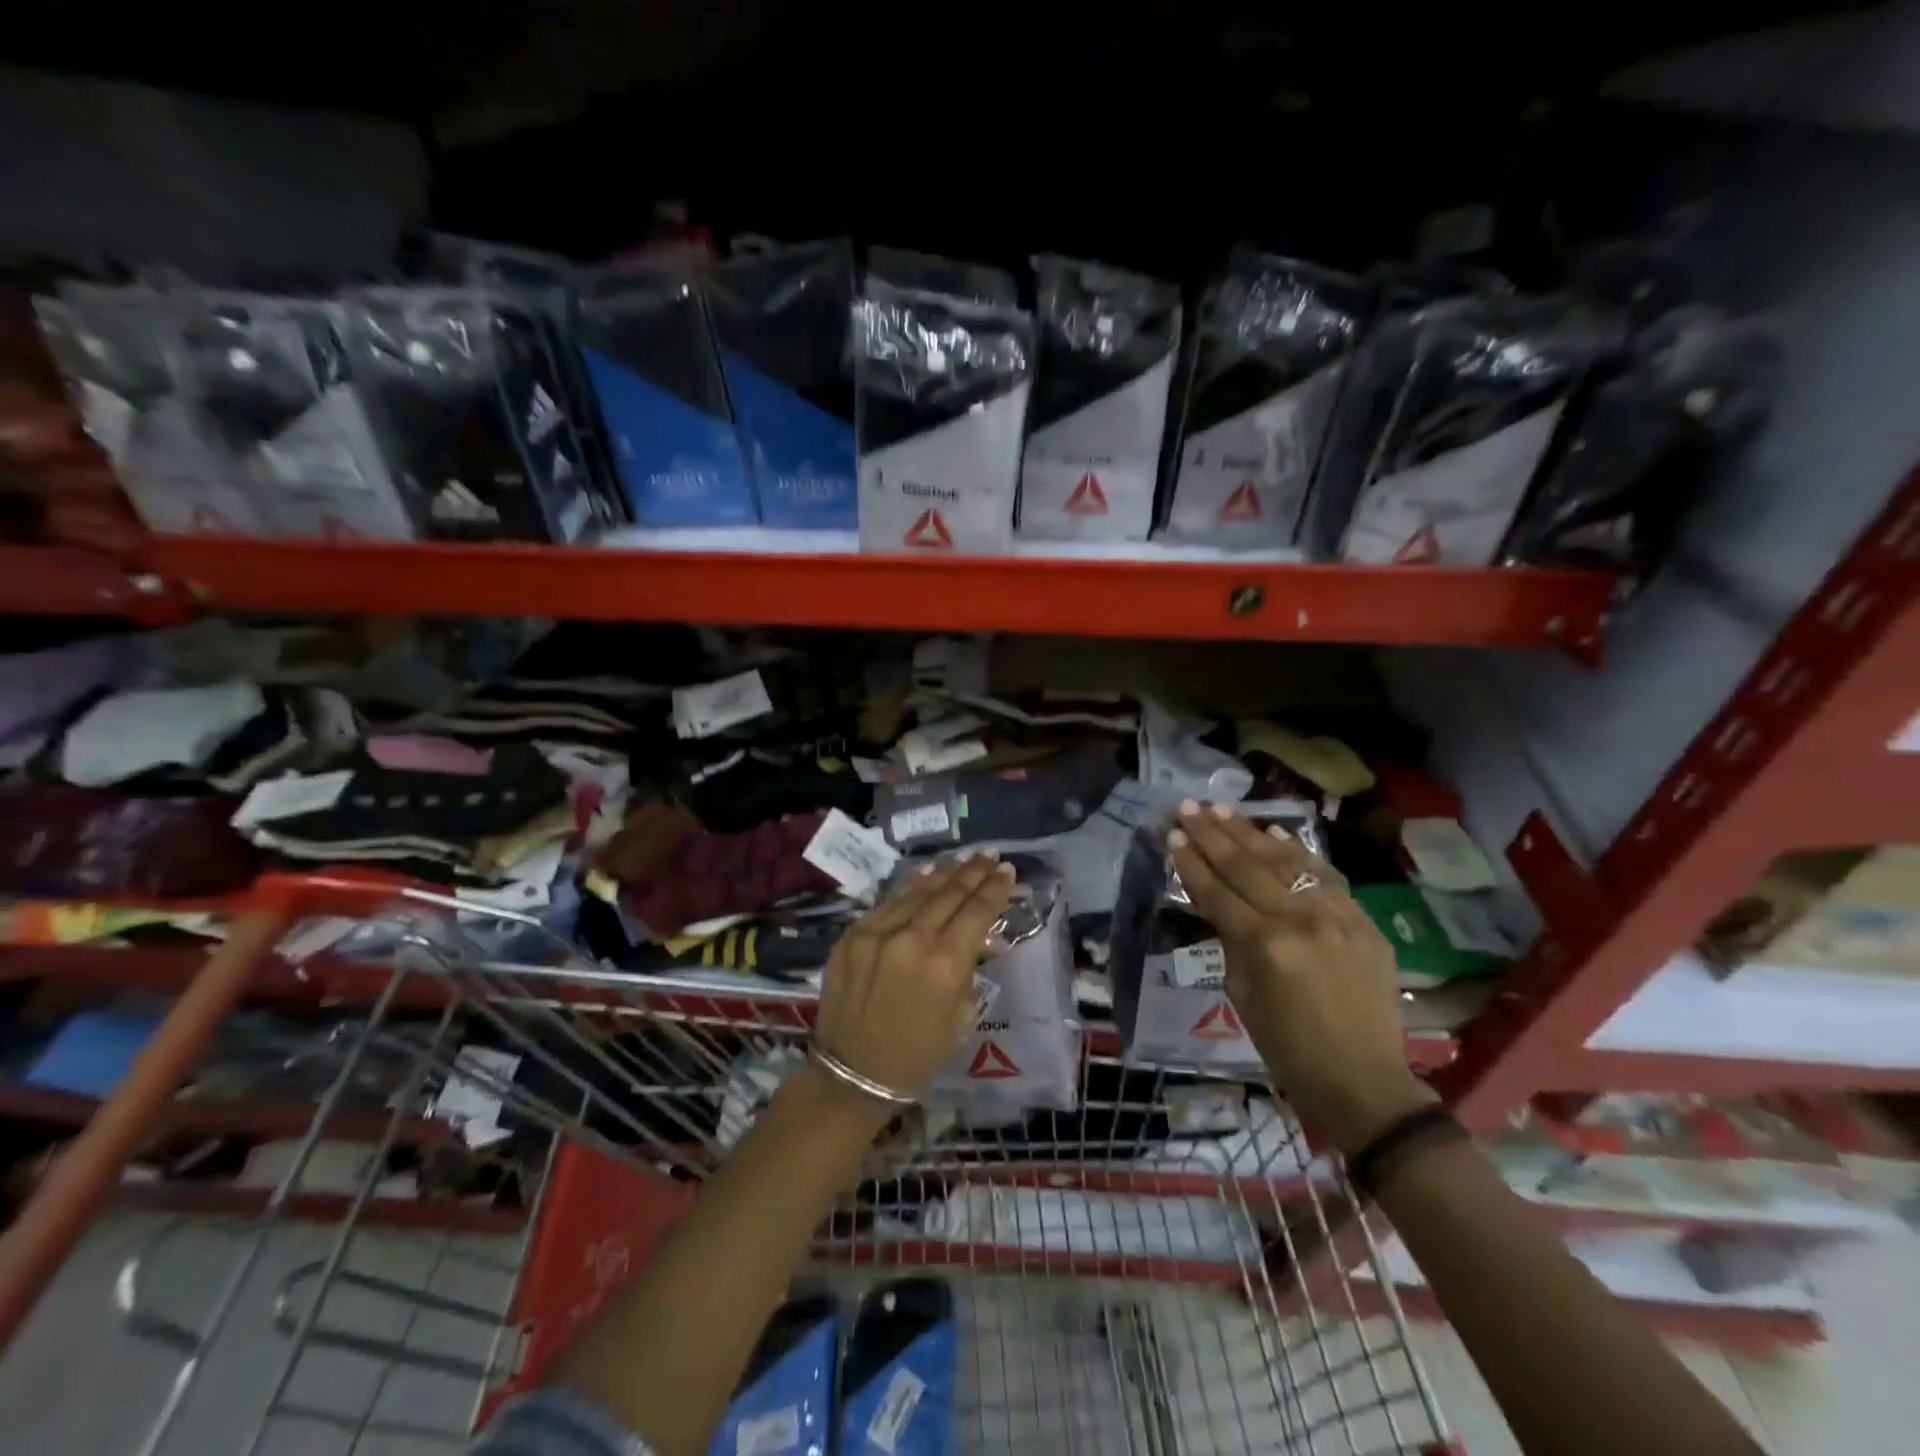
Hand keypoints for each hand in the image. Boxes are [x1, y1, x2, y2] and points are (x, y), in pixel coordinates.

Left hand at [814, 850, 1016, 1104]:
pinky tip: (926, 875)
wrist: (853, 1073)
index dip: (995, 889)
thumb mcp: (961, 1017)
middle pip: (950, 894)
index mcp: (945, 965)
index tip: (1008, 870)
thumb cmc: (917, 1055)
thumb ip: (970, 970)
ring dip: (944, 873)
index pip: (977, 912)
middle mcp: (912, 940)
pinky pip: (888, 903)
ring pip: (918, 892)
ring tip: (963, 858)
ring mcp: (877, 933)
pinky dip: (911, 887)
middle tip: (990, 856)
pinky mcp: (852, 935)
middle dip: (973, 872)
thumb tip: (981, 939)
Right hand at [1168, 802, 1436, 1153]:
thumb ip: (1232, 943)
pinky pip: (1325, 876)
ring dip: (1249, 832)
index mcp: (1263, 946)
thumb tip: (1221, 907)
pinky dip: (1298, 852)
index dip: (1191, 862)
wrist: (1363, 1081)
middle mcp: (1299, 920)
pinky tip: (1274, 831)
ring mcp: (1336, 916)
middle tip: (1186, 807)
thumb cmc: (1288, 1049)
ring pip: (1285, 861)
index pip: (1217, 892)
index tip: (1172, 835)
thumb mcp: (1242, 996)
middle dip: (1211, 834)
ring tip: (1221, 809)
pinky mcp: (1363, 920)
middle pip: (1246, 866)